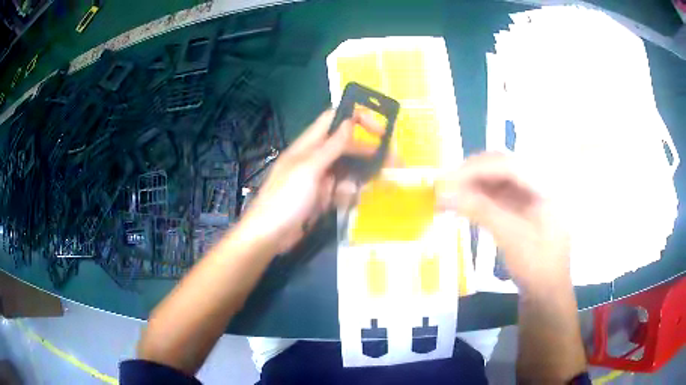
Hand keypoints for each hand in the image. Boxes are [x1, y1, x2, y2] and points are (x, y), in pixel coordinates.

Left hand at [240, 109, 383, 253]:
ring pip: (347, 169)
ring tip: (377, 182)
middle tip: (395, 161)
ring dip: (361, 175)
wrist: (270, 236)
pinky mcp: (322, 196)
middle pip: (347, 146)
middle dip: (369, 151)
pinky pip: (342, 189)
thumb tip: (349, 121)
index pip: (333, 120)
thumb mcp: (308, 170)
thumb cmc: (285, 199)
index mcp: (308, 145)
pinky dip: (349, 192)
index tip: (379, 129)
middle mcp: (315, 158)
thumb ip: (331, 146)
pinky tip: (350, 199)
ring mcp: (319, 178)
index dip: (356, 118)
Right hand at [437, 152, 570, 291]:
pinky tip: (462, 204)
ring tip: (448, 196)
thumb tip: (443, 194)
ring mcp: (530, 195)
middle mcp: (538, 183)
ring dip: (472, 186)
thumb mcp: (510, 237)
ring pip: (497, 180)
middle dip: (472, 174)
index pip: (508, 165)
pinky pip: (497, 195)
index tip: (447, 180)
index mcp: (545, 185)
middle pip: (502, 167)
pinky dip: (478, 198)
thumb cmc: (536, 266)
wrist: (546, 293)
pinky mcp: (522, 208)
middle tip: (444, 186)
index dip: (476, 169)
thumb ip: (480, 210)